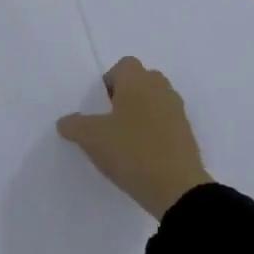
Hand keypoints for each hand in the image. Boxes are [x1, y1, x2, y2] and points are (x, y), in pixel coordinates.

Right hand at [57, 57, 210, 218]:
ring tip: (125, 139)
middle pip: (142, 81)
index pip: (124, 65)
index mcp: (138, 81)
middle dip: (126, 95)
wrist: (177, 189)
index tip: (100, 105)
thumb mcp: (91, 138)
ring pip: (155, 102)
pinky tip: (142, 154)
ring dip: (141, 114)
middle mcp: (161, 89)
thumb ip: (74, 125)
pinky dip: (154, 132)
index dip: (109, 81)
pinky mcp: (187, 135)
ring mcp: (178, 112)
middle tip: (110, 120)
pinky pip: (166, 123)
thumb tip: (65, 122)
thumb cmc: (131, 151)